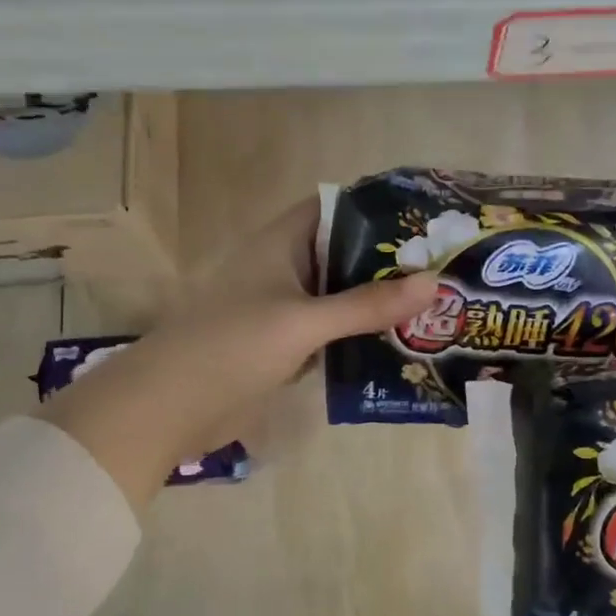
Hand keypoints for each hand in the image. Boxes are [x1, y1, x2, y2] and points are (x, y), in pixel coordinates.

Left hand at [39, 198, 436, 509]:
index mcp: (280, 244)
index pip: (334, 209)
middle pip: (342, 254)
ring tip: (434, 306)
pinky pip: (330, 332)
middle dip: (387, 262)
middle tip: (444, 268)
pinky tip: (398, 345)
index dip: (376, 209)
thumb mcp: (303, 321)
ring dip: (376, 302)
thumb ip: (366, 305)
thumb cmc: (233, 347)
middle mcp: (282, 269)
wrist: (171, 407)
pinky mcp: (282, 347)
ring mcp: (282, 310)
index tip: (425, 220)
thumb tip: (433, 283)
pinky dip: (358, 335)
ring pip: (338, 296)